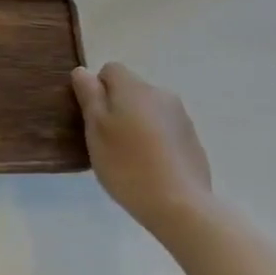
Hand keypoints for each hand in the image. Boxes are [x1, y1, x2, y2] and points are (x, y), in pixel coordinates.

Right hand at [71, 62, 212, 239]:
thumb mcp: (96, 129)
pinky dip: (155, 141)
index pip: (110, 70)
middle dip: (117, 108)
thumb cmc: (127, 165)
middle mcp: (160, 94)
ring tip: (130, 159)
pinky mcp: (192, 140)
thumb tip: (83, 71)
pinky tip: (151, 168)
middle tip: (107, 142)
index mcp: (134, 87)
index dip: (97, 90)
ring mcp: (180, 117)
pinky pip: (165, 130)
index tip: (93, 119)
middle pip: (131, 90)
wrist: (180, 205)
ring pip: (148, 111)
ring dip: (136, 124)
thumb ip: (89, 96)